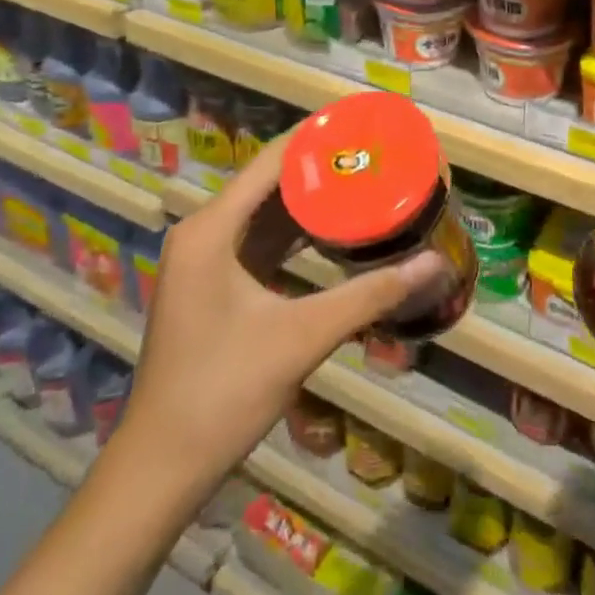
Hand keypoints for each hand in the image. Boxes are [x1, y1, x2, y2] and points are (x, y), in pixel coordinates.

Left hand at [112, 127, 448, 499]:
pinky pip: (259, 241)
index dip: (318, 137)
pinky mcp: (212, 286)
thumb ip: (371, 295)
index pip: (272, 160)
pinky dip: (295, 233)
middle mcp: (204, 232)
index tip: (364, 124)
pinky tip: (334, 231)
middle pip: (269, 182)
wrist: (160, 469)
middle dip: (321, 167)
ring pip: (265, 212)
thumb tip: (433, 264)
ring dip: (310, 200)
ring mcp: (204, 260)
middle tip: (375, 154)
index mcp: (213, 228)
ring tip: (363, 181)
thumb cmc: (224, 392)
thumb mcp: (303, 336)